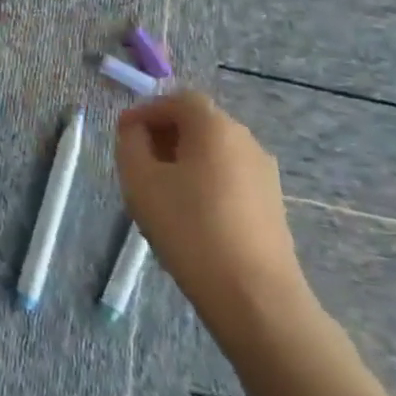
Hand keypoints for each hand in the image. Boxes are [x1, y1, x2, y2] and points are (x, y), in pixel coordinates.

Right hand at [115, 91, 307, 337]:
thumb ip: (131, 143)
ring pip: (215, 151)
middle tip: (138, 160)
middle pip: (199, 122)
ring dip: (184, 158)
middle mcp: (246, 140)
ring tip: (159, 189)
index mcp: (215, 127)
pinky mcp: (272, 203)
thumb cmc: (189, 228)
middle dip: (165, 134)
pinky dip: (205, 179)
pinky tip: (189, 212)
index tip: (123, 134)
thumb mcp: (140, 180)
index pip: (178, 99)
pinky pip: (230, 175)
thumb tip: (135, 130)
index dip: (147, 111)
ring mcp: (264, 173)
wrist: (254, 296)